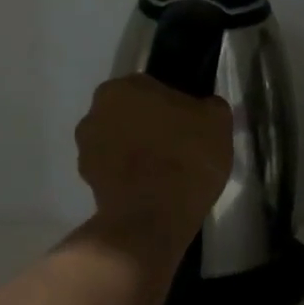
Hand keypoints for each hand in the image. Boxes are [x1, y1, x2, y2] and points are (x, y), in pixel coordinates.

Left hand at [76, 75, 232, 247]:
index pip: (152, 88)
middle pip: (131, 113)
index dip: (174, 105)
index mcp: (123, 87)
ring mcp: (85, 149)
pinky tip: (153, 189)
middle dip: (149, 125)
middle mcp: (95, 112)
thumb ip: (209, 106)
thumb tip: (204, 108)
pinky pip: (115, 170)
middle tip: (179, 145)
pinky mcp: (87, 182)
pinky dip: (130, 175)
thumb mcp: (218, 121)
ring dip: (137, 150)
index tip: (190, 123)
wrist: (153, 217)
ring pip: (119, 141)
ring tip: (166, 172)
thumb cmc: (186, 156)